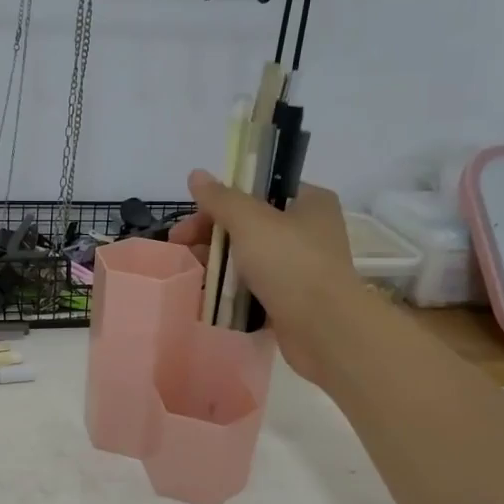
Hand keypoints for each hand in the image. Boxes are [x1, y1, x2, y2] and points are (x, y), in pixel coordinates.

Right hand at [169, 169, 365, 386]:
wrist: (323, 329)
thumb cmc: (289, 263)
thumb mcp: (249, 221)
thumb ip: (220, 198)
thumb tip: (196, 174)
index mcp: (309, 202)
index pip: (259, 190)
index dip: (222, 199)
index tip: (192, 215)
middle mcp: (309, 231)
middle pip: (249, 224)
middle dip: (212, 234)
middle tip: (180, 246)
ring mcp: (301, 268)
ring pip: (249, 257)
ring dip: (218, 263)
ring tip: (191, 273)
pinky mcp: (292, 299)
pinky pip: (254, 288)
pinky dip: (232, 290)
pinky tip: (207, 295)